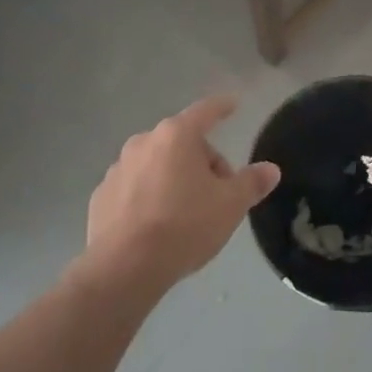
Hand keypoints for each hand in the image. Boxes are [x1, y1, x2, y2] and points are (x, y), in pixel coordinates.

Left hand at [83, 95, 279, 292]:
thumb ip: (251, 183)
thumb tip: (270, 170)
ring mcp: (117, 169)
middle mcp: (143, 143)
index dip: (222, 108)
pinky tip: (157, 227)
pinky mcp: (101, 196)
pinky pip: (135, 188)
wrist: (124, 267)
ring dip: (174, 179)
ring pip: (157, 165)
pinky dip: (149, 197)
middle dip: (203, 162)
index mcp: (176, 136)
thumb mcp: (230, 205)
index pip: (205, 112)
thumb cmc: (184, 226)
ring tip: (186, 215)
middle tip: (218, 195)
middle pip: (182, 143)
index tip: (232, 104)